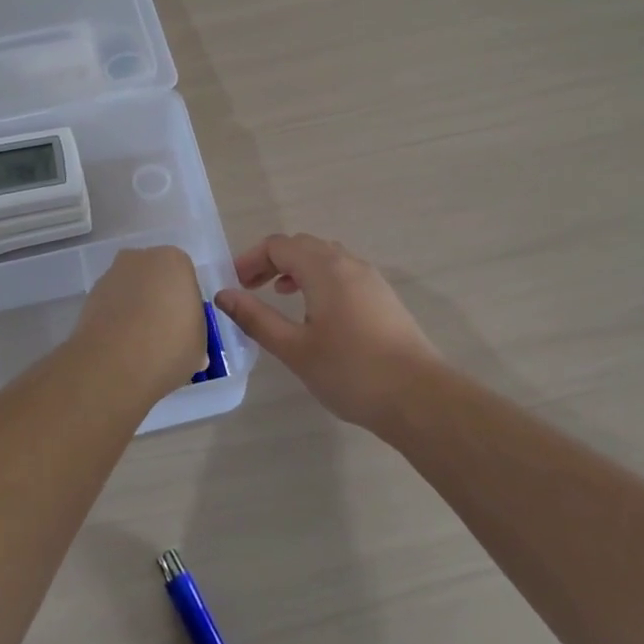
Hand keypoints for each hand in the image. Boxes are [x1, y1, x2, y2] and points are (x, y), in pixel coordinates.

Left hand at [73, 246, 209, 399]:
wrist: (114, 364)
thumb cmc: (169, 347)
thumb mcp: (199, 346)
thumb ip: (194, 335)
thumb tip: (186, 345)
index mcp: (175, 261)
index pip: (185, 279)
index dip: (185, 305)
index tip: (184, 329)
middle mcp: (141, 258)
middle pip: (156, 279)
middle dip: (159, 301)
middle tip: (163, 335)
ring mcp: (112, 274)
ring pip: (131, 291)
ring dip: (135, 310)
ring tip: (139, 346)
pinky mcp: (90, 295)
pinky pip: (112, 305)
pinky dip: (116, 320)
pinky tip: (120, 346)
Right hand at [215, 234, 440, 430]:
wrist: (419, 397)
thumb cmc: (351, 371)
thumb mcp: (295, 349)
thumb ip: (257, 318)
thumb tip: (223, 295)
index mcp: (325, 268)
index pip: (279, 245)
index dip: (251, 259)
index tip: (234, 285)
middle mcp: (349, 263)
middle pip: (302, 246)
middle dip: (272, 261)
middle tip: (250, 288)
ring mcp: (371, 278)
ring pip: (325, 257)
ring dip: (297, 269)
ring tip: (280, 295)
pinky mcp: (383, 297)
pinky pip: (343, 272)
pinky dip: (320, 279)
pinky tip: (316, 312)